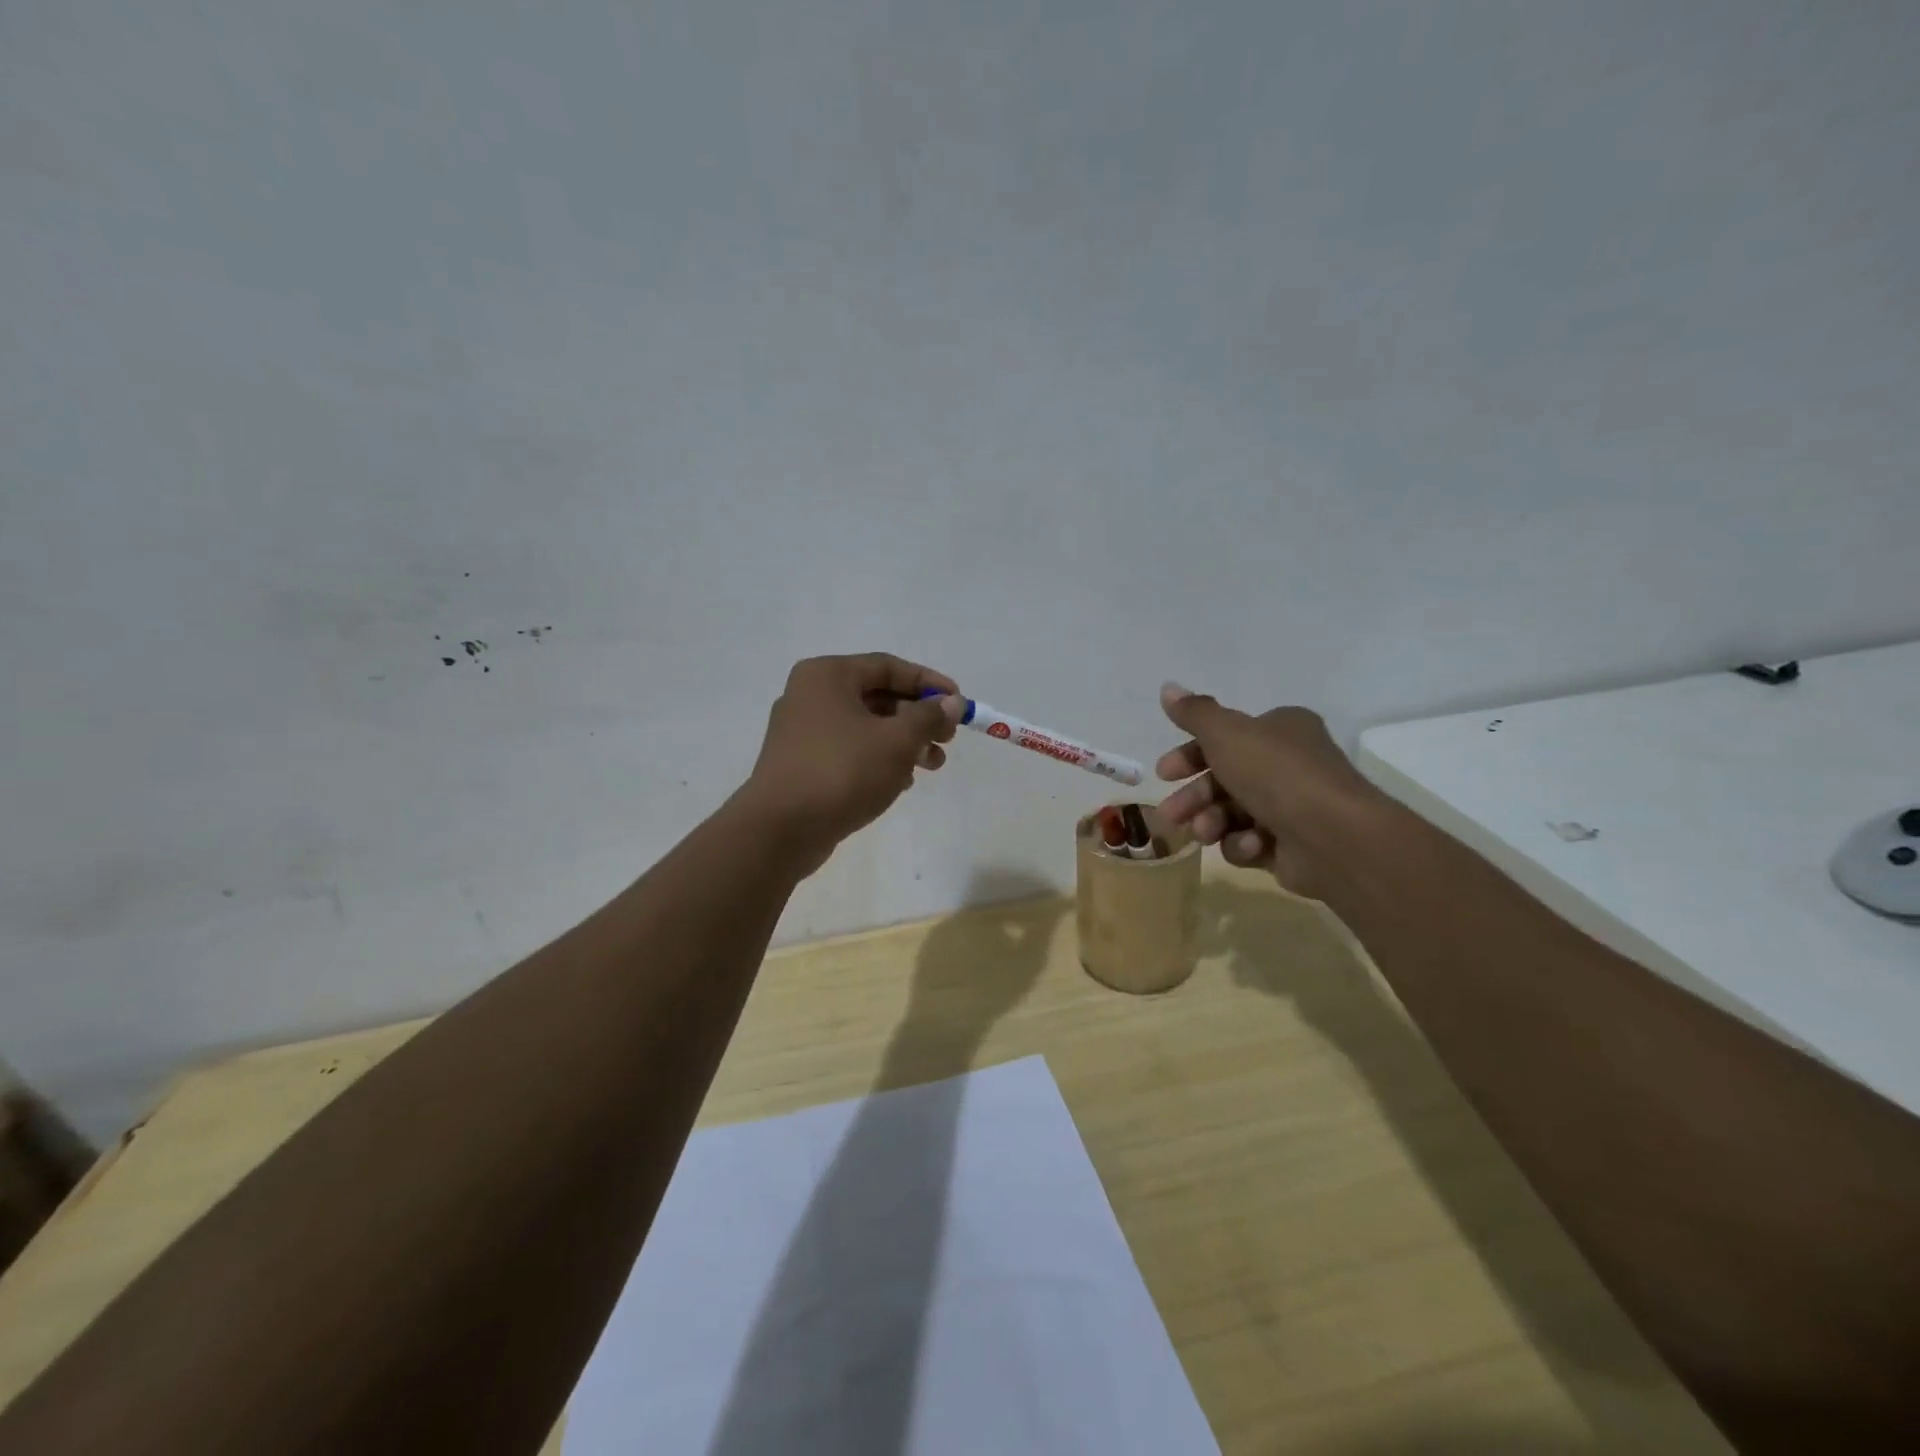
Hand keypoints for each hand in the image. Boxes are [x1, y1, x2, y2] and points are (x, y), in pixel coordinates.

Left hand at [738, 653, 961, 872]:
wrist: (781, 829)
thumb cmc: (842, 771)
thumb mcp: (897, 741)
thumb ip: (928, 717)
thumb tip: (951, 702)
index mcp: (828, 676)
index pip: (888, 666)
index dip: (928, 682)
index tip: (959, 702)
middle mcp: (810, 695)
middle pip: (877, 696)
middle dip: (918, 718)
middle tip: (948, 740)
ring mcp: (802, 731)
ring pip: (865, 727)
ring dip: (904, 742)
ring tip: (933, 766)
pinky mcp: (801, 764)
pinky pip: (849, 751)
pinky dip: (879, 760)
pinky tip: (902, 782)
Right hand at [1154, 682, 1388, 899]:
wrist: (1333, 837)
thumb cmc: (1276, 774)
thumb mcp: (1226, 734)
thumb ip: (1194, 713)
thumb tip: (1167, 687)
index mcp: (1281, 730)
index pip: (1225, 738)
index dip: (1190, 755)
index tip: (1164, 773)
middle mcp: (1288, 765)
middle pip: (1224, 779)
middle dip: (1193, 797)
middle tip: (1169, 814)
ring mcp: (1291, 808)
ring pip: (1231, 814)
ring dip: (1211, 822)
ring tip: (1204, 833)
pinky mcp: (1290, 847)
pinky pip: (1251, 843)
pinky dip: (1243, 844)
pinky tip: (1250, 846)